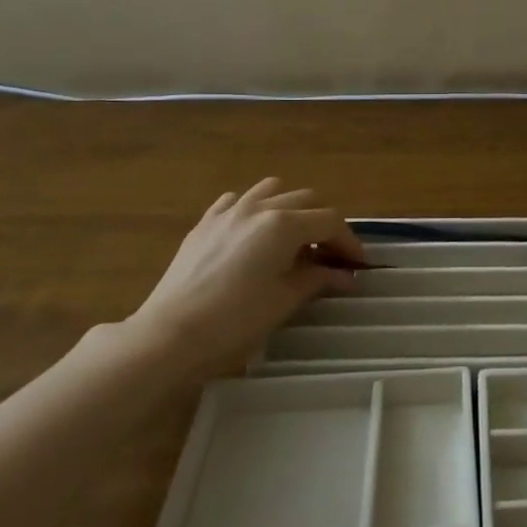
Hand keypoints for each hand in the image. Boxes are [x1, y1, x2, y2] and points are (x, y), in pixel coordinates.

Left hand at [127, 178, 363, 375]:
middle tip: (329, 257)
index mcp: (284, 224)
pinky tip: (253, 235)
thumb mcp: (285, 300)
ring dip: (290, 208)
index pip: (330, 222)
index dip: (348, 243)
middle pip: (306, 200)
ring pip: (272, 190)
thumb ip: (318, 280)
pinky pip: (237, 201)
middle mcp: (260, 207)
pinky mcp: (204, 224)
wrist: (169, 336)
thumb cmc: (235, 321)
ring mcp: (228, 211)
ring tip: (292, 240)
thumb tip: (347, 276)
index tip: (357, 266)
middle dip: (323, 225)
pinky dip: (254, 210)